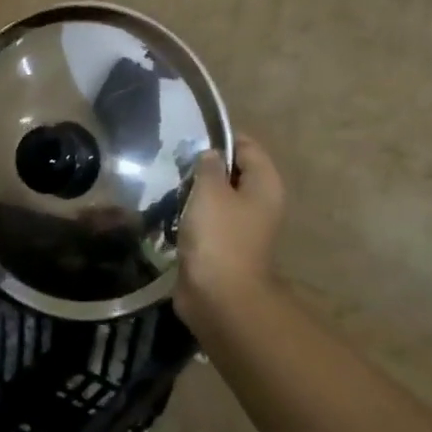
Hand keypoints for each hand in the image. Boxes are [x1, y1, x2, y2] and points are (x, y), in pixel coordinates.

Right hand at [175, 135, 286, 337]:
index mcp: (265, 185)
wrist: (219, 295)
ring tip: (166, 182)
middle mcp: (258, 203)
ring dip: (194, 191)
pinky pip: (205, 220)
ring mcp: (240, 227)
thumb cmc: (219, 236)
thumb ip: (208, 166)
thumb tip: (210, 154)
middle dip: (204, 165)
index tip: (189, 135)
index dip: (221, 137)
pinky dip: (189, 214)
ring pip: (216, 197)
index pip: (247, 147)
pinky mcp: (221, 245)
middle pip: (232, 171)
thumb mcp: (210, 191)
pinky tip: (167, 210)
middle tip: (172, 159)